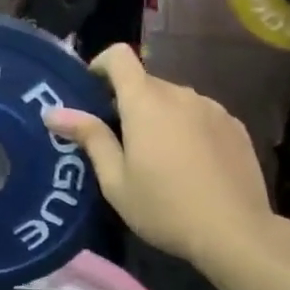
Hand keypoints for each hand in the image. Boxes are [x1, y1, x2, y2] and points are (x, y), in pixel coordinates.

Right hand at [43, 44, 278, 271]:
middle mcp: (180, 93)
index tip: (92, 92)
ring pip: (174, 99)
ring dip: (160, 115)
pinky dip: (188, 127)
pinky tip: (192, 165)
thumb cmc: (165, 208)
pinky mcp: (235, 126)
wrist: (236, 233)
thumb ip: (89, 137)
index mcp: (145, 101)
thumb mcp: (115, 180)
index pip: (119, 56)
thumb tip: (52, 112)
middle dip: (128, 102)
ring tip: (159, 157)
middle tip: (119, 141)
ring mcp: (212, 107)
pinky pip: (200, 114)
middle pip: (146, 82)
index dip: (101, 65)